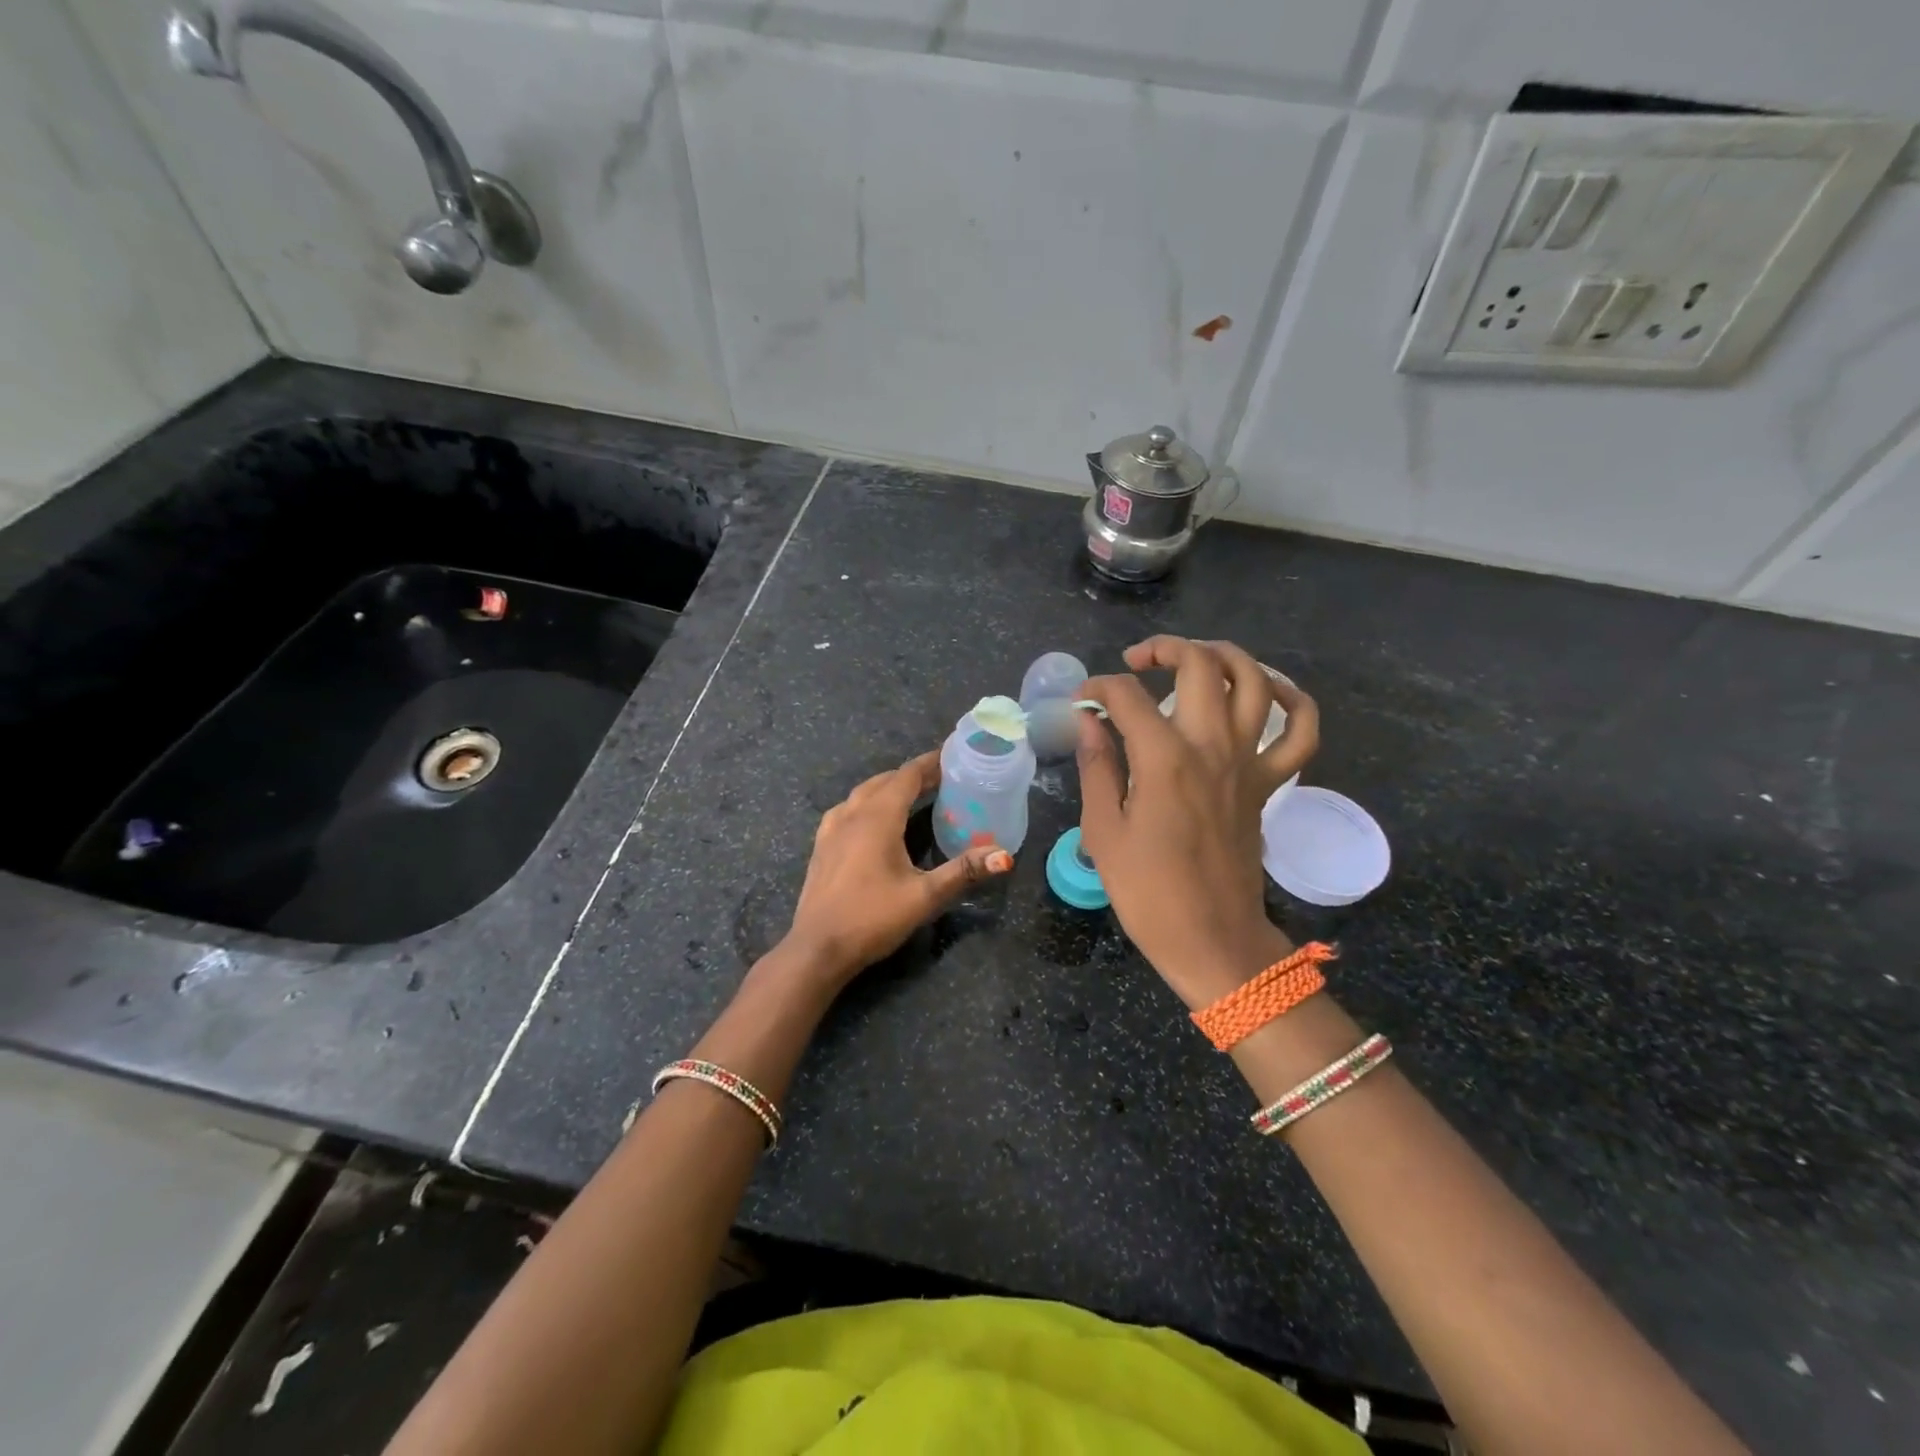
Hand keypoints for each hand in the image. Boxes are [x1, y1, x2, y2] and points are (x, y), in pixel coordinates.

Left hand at [781, 751, 1012, 985]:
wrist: (817, 949)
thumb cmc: (872, 918)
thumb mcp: (924, 897)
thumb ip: (963, 871)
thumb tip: (1004, 855)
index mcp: (878, 817)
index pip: (907, 775)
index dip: (930, 763)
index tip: (953, 756)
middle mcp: (852, 814)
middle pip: (885, 780)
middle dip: (913, 775)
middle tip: (942, 779)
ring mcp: (831, 830)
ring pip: (863, 793)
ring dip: (888, 787)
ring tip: (911, 795)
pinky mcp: (821, 847)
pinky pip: (847, 810)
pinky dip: (866, 803)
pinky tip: (872, 820)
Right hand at [1076, 637, 1319, 1008]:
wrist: (1211, 938)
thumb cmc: (1147, 891)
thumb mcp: (1103, 831)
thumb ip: (1097, 767)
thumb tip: (1090, 721)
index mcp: (1163, 759)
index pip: (1127, 696)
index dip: (1097, 688)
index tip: (1081, 702)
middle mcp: (1211, 746)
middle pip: (1199, 665)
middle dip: (1162, 649)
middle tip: (1134, 664)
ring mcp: (1249, 762)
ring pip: (1254, 680)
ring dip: (1224, 656)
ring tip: (1194, 659)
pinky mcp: (1270, 783)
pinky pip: (1300, 731)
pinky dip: (1292, 700)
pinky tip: (1265, 690)